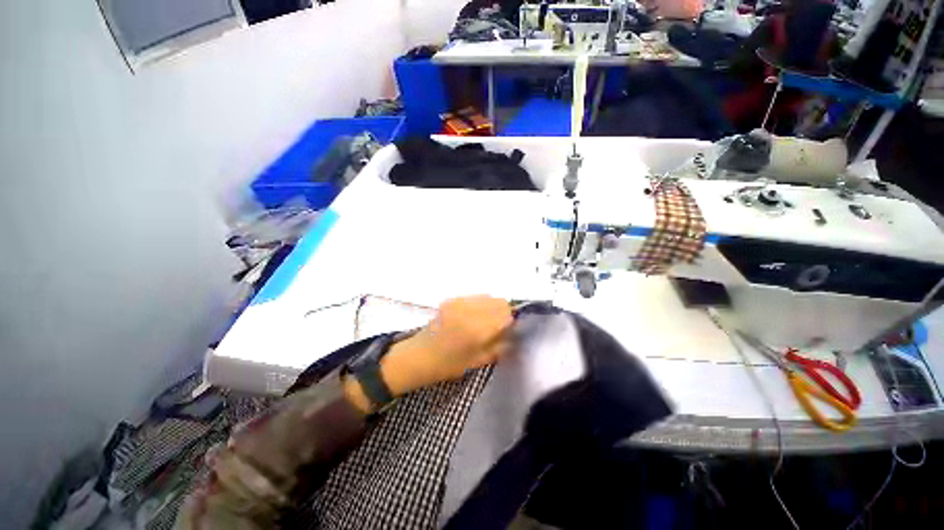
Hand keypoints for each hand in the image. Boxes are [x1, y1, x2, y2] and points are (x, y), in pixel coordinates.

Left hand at [343, 296, 512, 412]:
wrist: (417, 356)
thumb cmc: (448, 365)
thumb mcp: (479, 361)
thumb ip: (500, 346)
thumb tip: (513, 333)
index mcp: (477, 329)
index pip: (506, 314)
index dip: (510, 321)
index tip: (507, 331)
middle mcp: (470, 310)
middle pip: (499, 301)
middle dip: (503, 312)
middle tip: (497, 326)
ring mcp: (459, 302)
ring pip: (488, 296)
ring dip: (492, 306)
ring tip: (484, 321)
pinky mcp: (452, 299)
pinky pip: (475, 297)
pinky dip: (480, 304)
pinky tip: (472, 316)